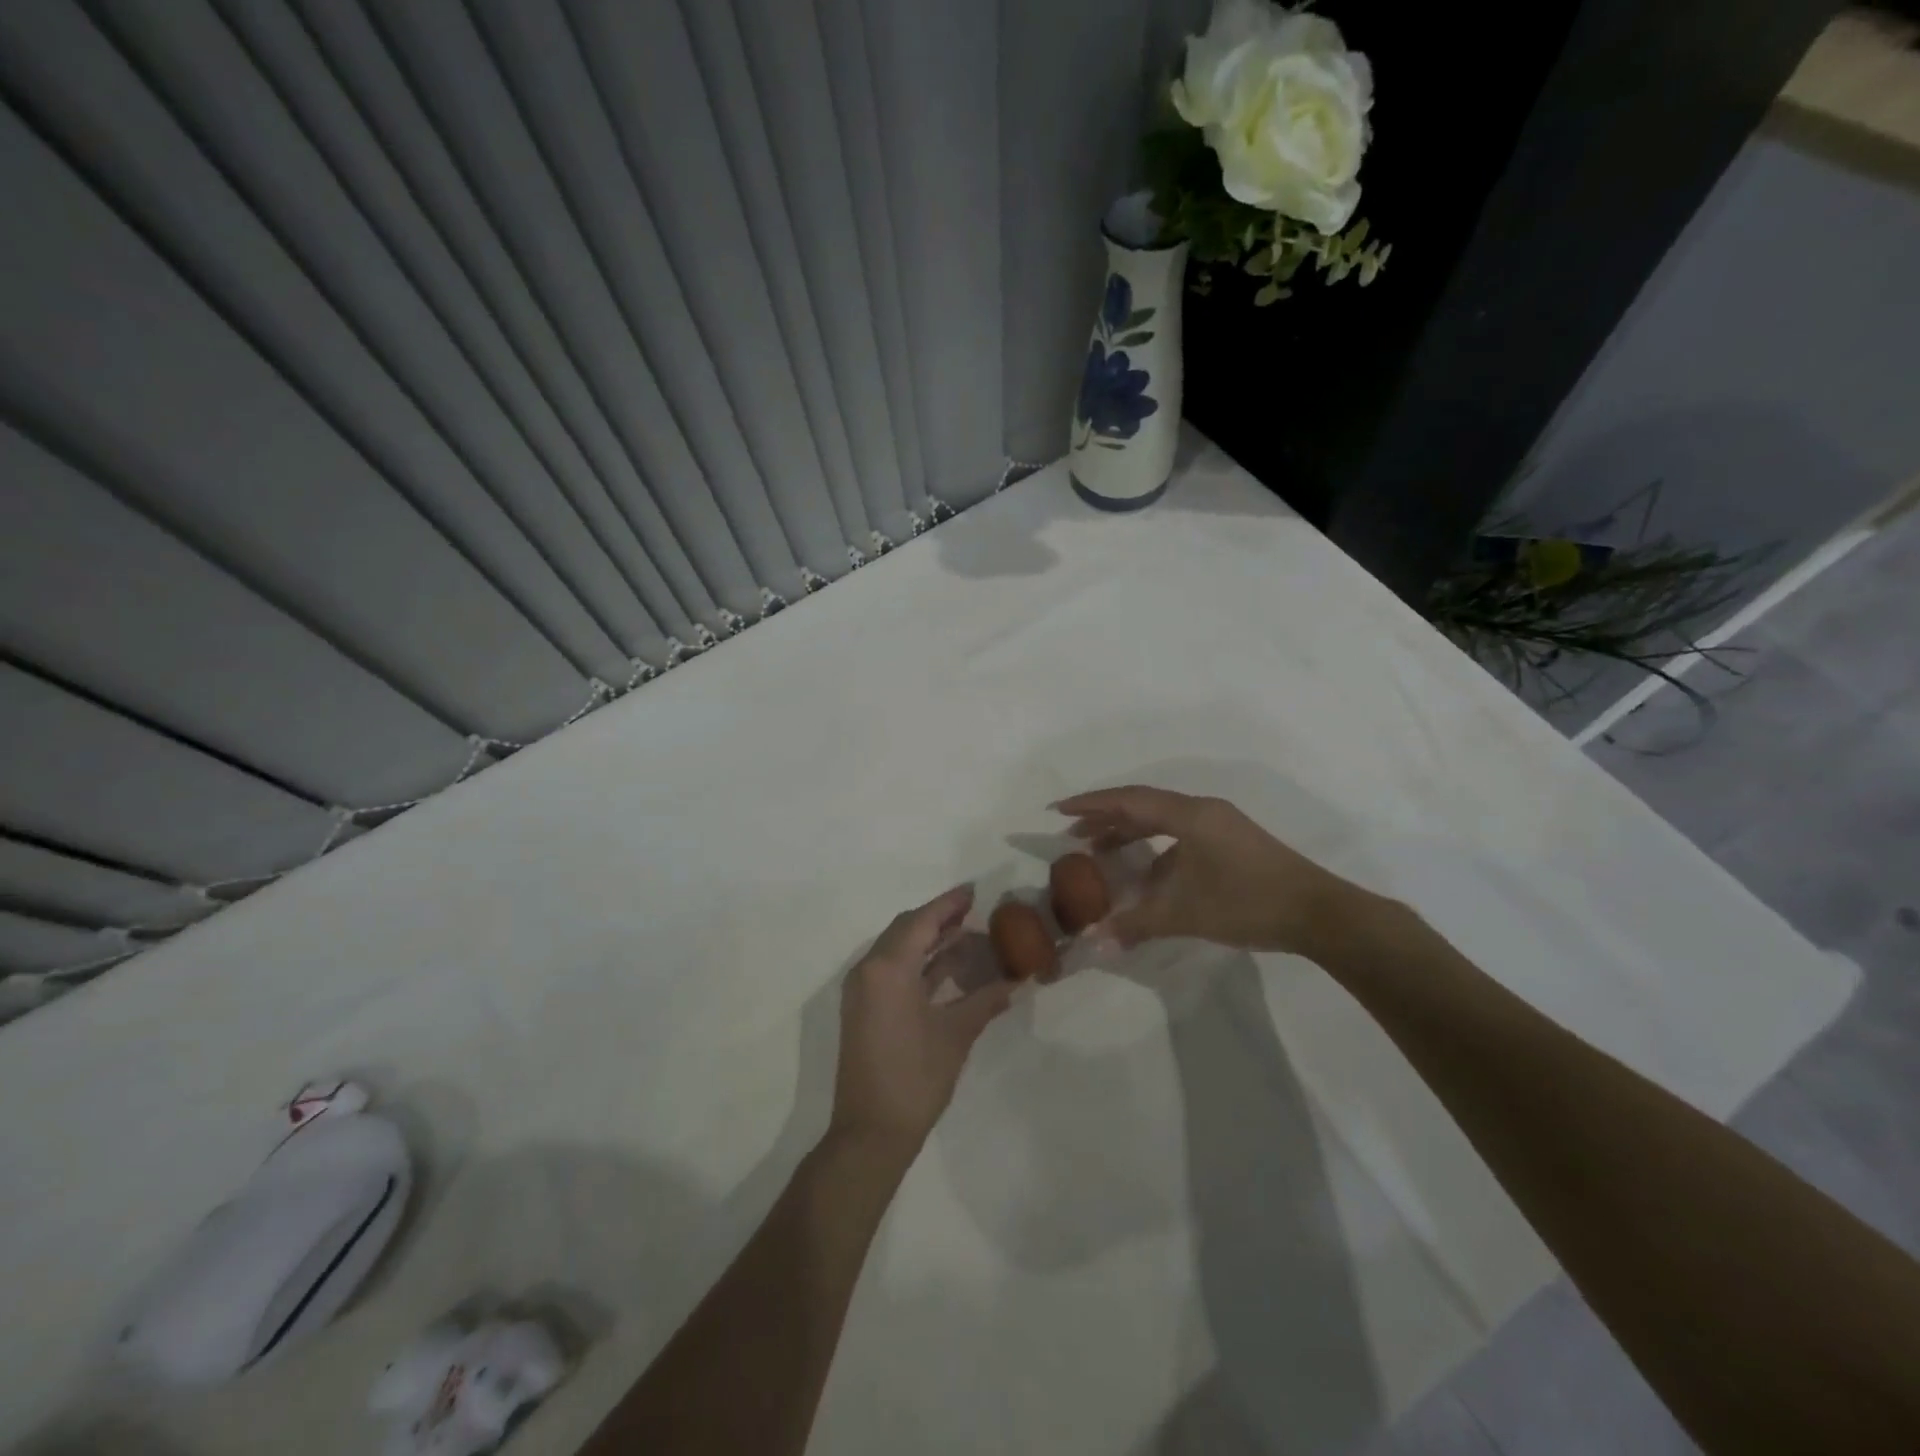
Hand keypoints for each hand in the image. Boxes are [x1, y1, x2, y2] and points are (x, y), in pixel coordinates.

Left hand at [829, 886, 1013, 1156]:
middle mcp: (868, 970)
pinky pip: (892, 970)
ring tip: (966, 935)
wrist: (870, 1133)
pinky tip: (947, 968)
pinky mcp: (863, 1010)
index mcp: (887, 968)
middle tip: (973, 911)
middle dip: (939, 919)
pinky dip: (918, 963)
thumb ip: (985, 1001)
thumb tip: (1015, 980)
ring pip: (898, 950)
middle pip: (906, 930)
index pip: (921, 921)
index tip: (973, 891)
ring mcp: (862, 991)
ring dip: (929, 941)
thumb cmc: (915, 1078)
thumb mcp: (956, 1035)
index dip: (948, 904)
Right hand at [1054, 786, 1364, 956]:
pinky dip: (1155, 848)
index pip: (1129, 801)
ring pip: (1162, 820)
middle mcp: (1203, 811)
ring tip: (1099, 850)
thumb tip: (1095, 942)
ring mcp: (1220, 825)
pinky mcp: (1231, 842)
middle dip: (1105, 817)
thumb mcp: (1186, 914)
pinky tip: (1146, 874)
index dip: (1091, 804)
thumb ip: (1137, 924)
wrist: (1319, 914)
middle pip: (1143, 805)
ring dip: (1129, 832)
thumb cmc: (1248, 903)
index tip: (1058, 810)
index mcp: (1190, 815)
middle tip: (1073, 833)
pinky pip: (1180, 834)